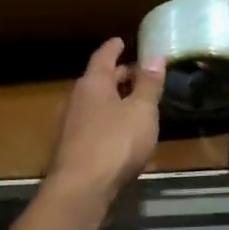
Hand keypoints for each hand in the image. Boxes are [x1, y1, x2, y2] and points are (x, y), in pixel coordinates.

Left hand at [46, 38, 165, 200]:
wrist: (81, 189)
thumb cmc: (115, 143)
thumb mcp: (141, 111)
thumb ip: (149, 85)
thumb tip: (156, 56)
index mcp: (93, 84)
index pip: (104, 57)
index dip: (114, 48)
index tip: (121, 40)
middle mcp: (78, 99)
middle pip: (98, 80)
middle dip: (118, 75)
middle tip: (136, 72)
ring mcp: (72, 125)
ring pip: (96, 104)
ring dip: (114, 100)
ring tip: (135, 102)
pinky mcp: (73, 149)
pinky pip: (94, 125)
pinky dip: (109, 121)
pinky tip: (123, 133)